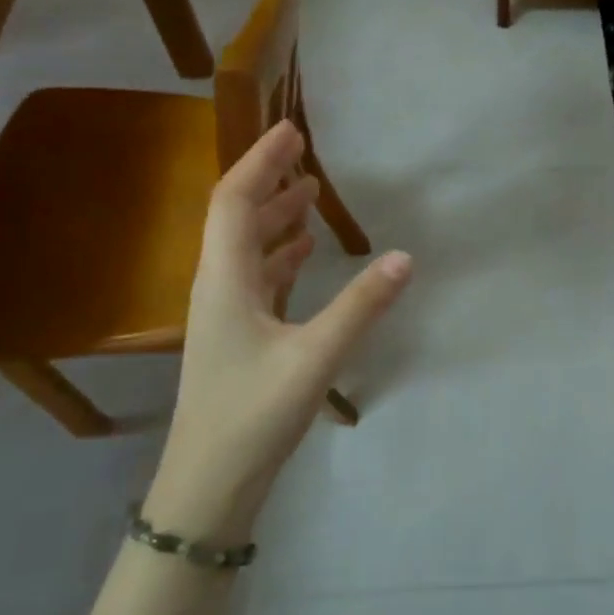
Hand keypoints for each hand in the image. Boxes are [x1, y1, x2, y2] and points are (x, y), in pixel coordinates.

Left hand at [149, 120, 411, 540]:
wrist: (209, 483)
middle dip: (268, 180)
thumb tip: (404, 257)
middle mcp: (216, 286)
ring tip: (310, 194)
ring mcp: (224, 313)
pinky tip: (303, 254)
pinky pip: (256, 277)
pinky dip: (279, 255)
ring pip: (246, 248)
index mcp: (224, 280)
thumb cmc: (253, 416)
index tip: (290, 130)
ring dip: (275, 217)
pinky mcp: (236, 336)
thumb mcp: (314, 358)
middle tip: (304, 152)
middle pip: (237, 217)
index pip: (235, 201)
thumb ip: (361, 306)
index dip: (260, 161)